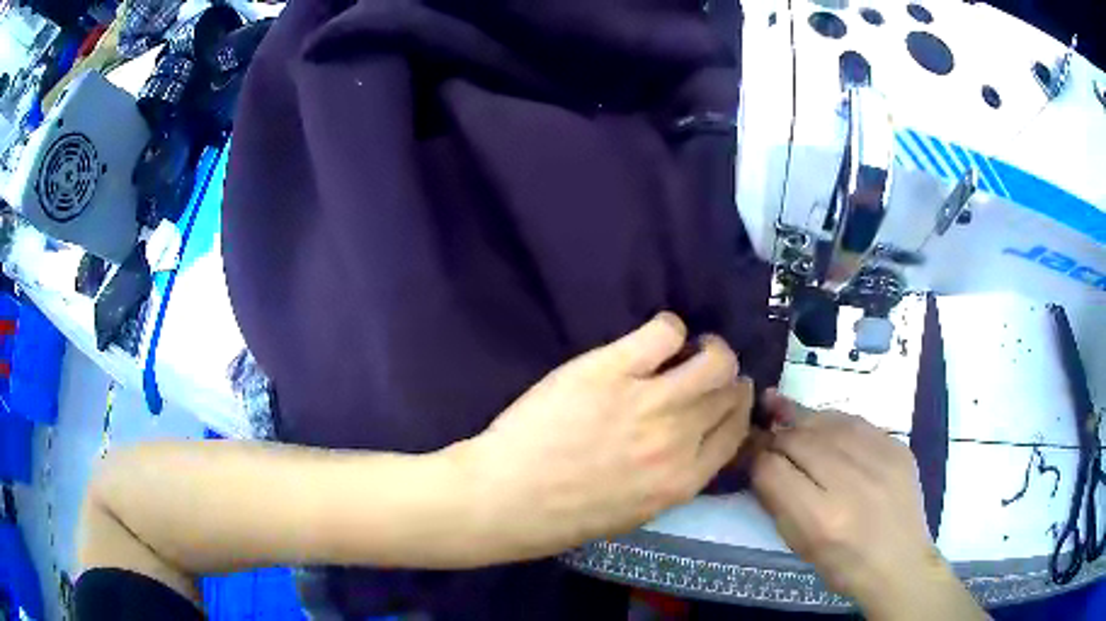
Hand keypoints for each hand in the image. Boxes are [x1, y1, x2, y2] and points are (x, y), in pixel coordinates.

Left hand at [458, 313, 753, 560]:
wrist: (507, 498)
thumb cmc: (564, 514)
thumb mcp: (635, 511)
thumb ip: (671, 477)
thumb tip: (691, 440)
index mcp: (683, 481)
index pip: (736, 432)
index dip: (736, 408)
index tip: (726, 396)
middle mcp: (678, 440)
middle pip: (729, 393)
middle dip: (727, 377)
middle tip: (706, 369)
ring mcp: (648, 403)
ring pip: (713, 361)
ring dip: (711, 348)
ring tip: (691, 347)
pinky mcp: (612, 370)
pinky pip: (664, 332)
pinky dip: (668, 328)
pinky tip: (655, 337)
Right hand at [751, 394, 986, 619]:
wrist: (899, 561)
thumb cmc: (843, 564)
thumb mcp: (800, 544)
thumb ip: (778, 500)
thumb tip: (760, 460)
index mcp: (821, 518)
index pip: (773, 469)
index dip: (754, 454)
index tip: (745, 447)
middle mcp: (851, 481)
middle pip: (800, 440)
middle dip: (775, 432)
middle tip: (760, 423)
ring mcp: (880, 459)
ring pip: (828, 422)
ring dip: (800, 417)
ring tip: (779, 405)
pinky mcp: (897, 446)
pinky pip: (856, 423)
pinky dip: (833, 422)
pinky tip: (822, 424)